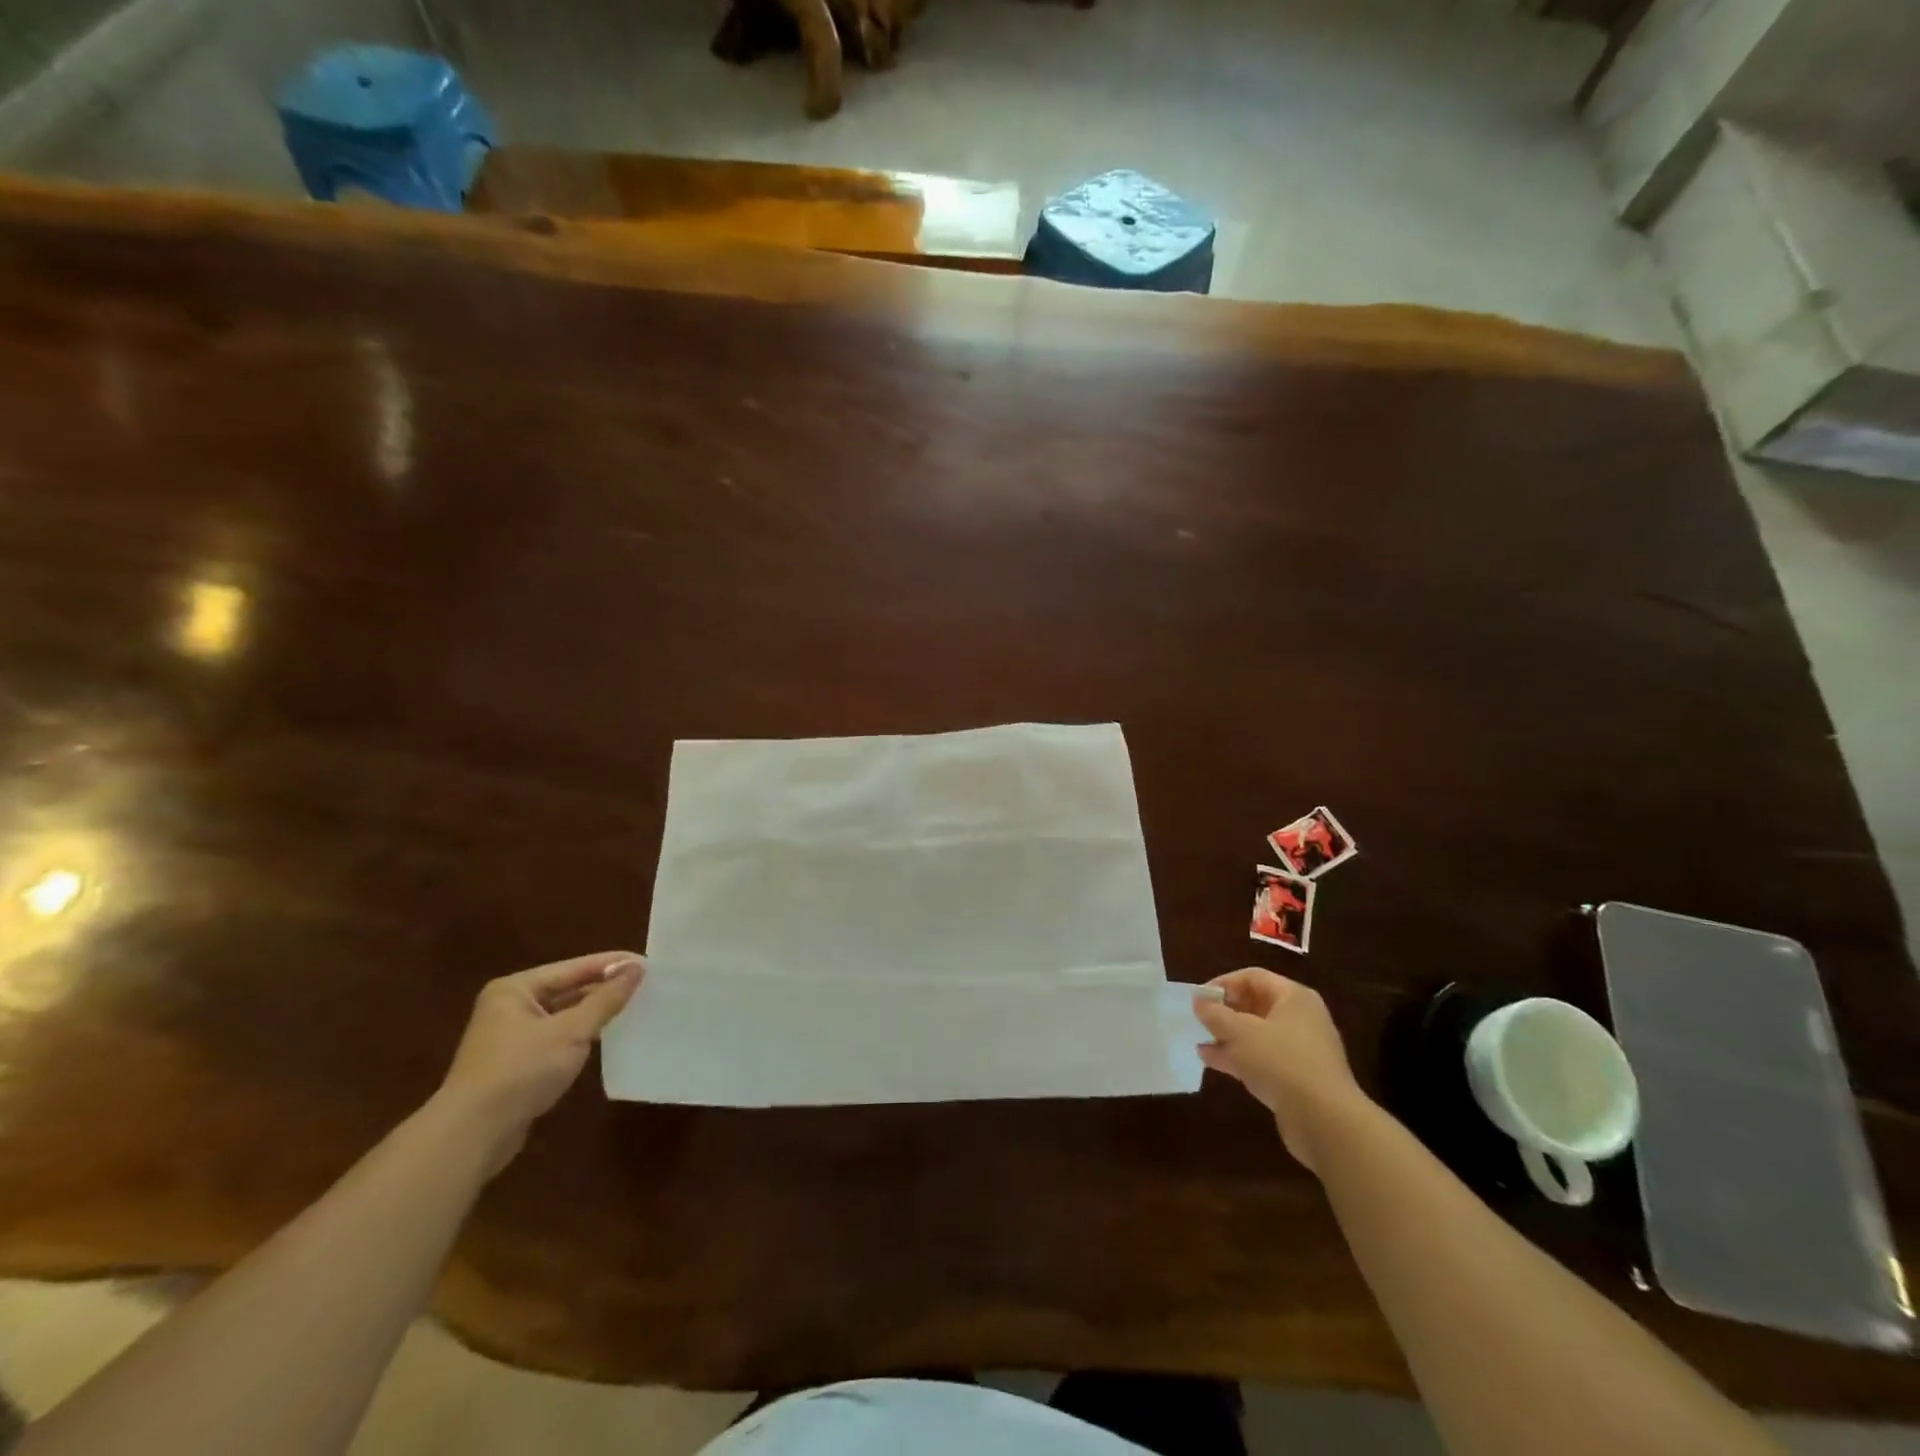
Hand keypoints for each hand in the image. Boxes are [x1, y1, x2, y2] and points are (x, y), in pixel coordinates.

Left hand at [438, 951, 644, 1169]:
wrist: (471, 1136)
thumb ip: (606, 999)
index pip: (574, 968)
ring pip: (563, 1016)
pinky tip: (605, 1039)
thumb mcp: (571, 1031)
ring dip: (594, 1013)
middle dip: (604, 989)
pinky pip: (557, 1039)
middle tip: (646, 986)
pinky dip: (580, 1037)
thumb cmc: (521, 1071)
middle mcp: (510, 1007)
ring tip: (634, 1008)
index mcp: (516, 989)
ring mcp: (510, 1037)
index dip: (612, 965)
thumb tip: (637, 968)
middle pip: (567, 989)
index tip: (647, 963)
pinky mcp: (515, 1065)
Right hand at [1194, 968, 1366, 1171]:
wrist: (1325, 1120)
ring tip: (1200, 1041)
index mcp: (1294, 997)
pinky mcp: (1298, 1078)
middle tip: (1199, 1020)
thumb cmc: (1281, 1062)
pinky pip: (1264, 1058)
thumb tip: (1199, 1002)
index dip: (1223, 983)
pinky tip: (1213, 1062)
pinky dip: (1239, 1057)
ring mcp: (1301, 1050)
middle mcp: (1301, 1018)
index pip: (1253, 977)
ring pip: (1258, 1034)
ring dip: (1229, 1037)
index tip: (1199, 999)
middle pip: (1256, 1004)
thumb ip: (1215, 1014)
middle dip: (1225, 1012)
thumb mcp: (1240, 1032)